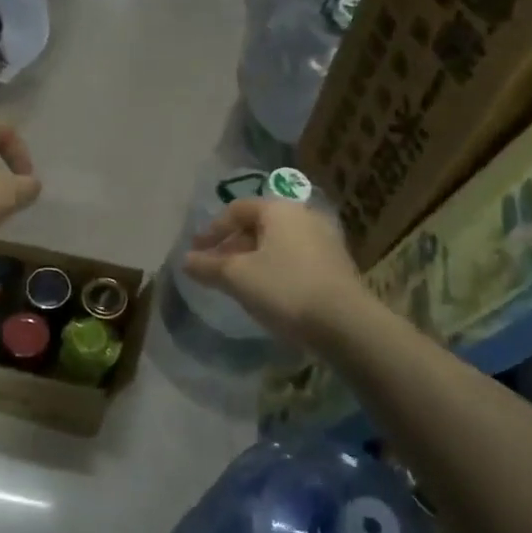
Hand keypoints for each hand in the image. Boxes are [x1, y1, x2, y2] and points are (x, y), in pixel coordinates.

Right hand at [184, 199, 366, 346]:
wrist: (345, 323)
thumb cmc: (285, 289)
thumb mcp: (236, 277)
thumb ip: (208, 266)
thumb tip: (186, 260)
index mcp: (279, 209)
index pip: (237, 209)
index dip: (212, 230)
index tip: (196, 251)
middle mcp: (304, 216)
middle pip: (259, 225)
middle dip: (232, 245)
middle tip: (214, 268)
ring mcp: (325, 240)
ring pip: (278, 243)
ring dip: (253, 259)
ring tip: (238, 283)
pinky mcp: (336, 265)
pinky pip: (295, 258)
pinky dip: (275, 269)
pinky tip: (268, 293)